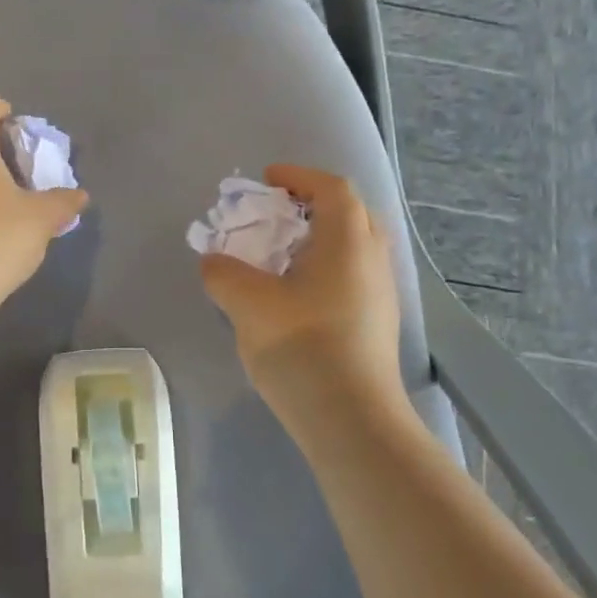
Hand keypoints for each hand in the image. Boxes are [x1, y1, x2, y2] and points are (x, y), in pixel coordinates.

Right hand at [199, 165, 407, 437]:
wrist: (352, 420)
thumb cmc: (302, 347)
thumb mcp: (247, 303)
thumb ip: (223, 272)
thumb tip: (215, 262)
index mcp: (347, 241)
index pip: (332, 188)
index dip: (299, 177)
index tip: (267, 181)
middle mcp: (372, 259)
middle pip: (350, 213)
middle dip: (312, 204)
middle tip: (276, 214)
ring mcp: (381, 293)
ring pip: (354, 246)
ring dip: (319, 238)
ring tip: (281, 254)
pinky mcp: (377, 323)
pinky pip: (353, 274)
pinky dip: (326, 266)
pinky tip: (296, 294)